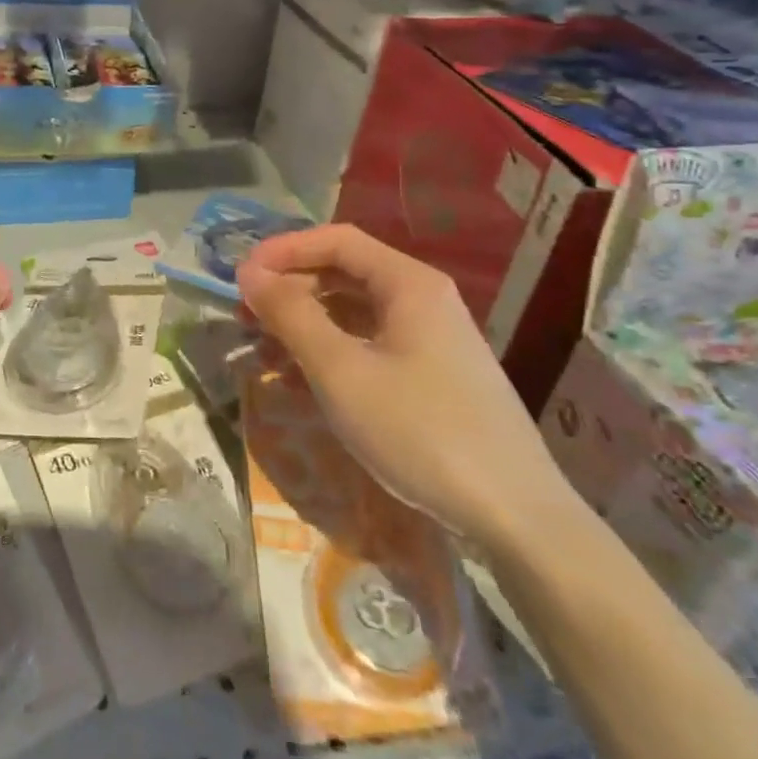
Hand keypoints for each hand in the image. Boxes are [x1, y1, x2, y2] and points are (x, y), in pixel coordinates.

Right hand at [236, 223, 578, 551]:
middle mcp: (422, 299)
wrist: (517, 518)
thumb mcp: (341, 370)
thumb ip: (291, 315)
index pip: (335, 240)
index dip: (283, 250)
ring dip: (304, 325)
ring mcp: (430, 340)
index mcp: (408, 283)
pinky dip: (329, 353)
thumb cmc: (420, 430)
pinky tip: (299, 381)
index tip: (241, 277)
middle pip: (343, 273)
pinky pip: (369, 346)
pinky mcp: (432, 377)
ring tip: (262, 354)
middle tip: (245, 318)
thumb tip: (249, 273)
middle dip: (289, 290)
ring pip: (353, 313)